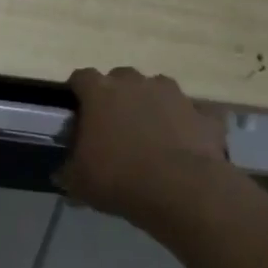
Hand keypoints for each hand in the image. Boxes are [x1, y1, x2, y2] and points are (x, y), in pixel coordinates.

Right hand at [61, 67, 229, 222]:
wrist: (182, 190)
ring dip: (153, 104)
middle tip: (115, 123)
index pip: (81, 77)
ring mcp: (174, 95)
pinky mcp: (205, 115)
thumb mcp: (78, 181)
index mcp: (100, 92)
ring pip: (159, 89)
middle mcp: (136, 83)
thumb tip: (62, 174)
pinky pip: (196, 113)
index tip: (77, 109)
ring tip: (151, 131)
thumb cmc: (119, 178)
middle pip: (121, 77)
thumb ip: (68, 171)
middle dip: (117, 95)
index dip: (78, 91)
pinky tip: (187, 143)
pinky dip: (191, 123)